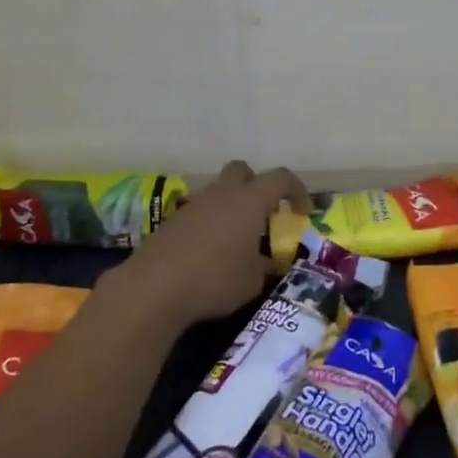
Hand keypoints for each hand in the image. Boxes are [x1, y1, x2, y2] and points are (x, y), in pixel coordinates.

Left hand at [107, 161, 310, 328]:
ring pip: (218, 192)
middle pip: (243, 171)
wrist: (155, 286)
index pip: (281, 178)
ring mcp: (194, 204)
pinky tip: (208, 253)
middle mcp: (223, 193)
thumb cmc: (215, 279)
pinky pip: (199, 212)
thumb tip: (268, 263)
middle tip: (263, 215)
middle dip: (256, 186)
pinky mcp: (173, 220)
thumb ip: (264, 266)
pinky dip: (209, 224)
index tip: (302, 212)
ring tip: (235, 241)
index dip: (297, 191)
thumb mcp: (252, 281)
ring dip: (230, 207)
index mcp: (249, 200)